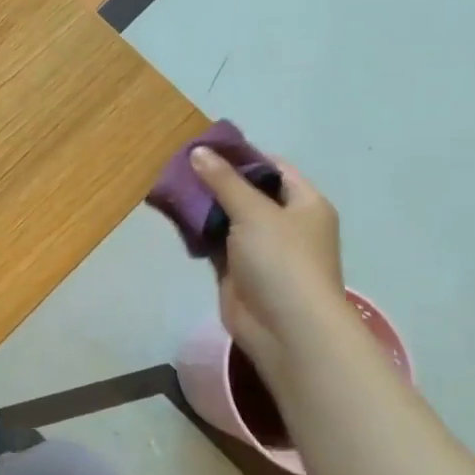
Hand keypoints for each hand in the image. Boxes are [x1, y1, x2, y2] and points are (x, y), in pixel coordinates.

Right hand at [191, 148, 349, 381]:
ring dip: (203, 205)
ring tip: (170, 187)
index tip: (205, 146)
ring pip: (228, 217)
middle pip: (247, 192)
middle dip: (215, 179)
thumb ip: (223, 180)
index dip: (241, 154)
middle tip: (178, 165)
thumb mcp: (253, 212)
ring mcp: (261, 249)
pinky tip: (174, 217)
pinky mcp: (238, 270)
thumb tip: (198, 151)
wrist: (285, 328)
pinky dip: (198, 231)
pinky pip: (215, 242)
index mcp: (304, 203)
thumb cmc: (281, 261)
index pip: (273, 167)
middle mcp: (286, 223)